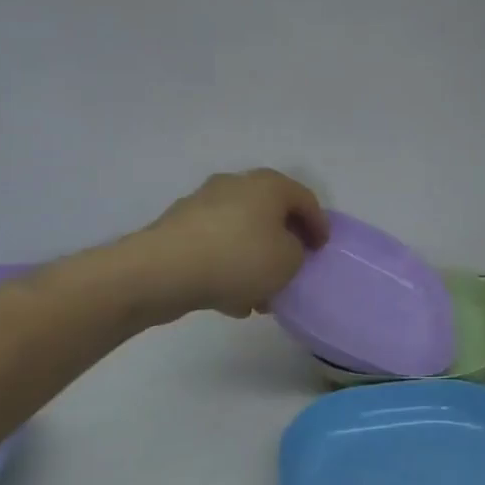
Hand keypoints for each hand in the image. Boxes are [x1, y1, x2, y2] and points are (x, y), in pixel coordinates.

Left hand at [148, 170, 327, 318]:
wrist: (163, 271)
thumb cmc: (238, 258)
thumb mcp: (288, 261)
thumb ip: (297, 253)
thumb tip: (283, 250)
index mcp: (268, 185)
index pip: (305, 199)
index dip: (319, 225)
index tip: (322, 251)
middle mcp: (236, 185)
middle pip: (270, 214)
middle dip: (282, 244)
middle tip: (292, 270)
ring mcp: (202, 204)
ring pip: (240, 233)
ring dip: (253, 261)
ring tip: (260, 296)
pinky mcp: (178, 229)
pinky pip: (214, 247)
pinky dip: (226, 268)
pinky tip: (229, 299)